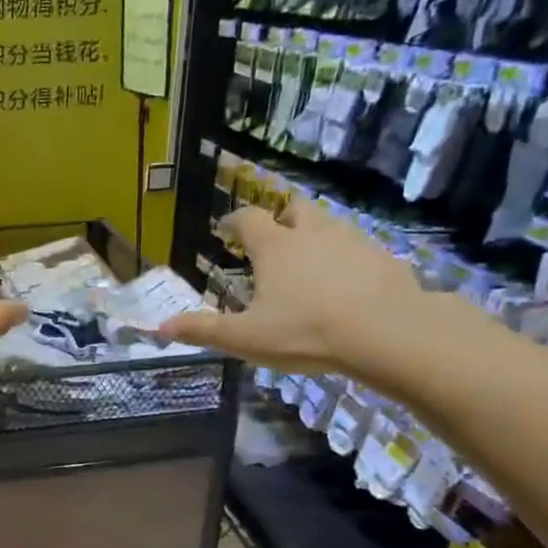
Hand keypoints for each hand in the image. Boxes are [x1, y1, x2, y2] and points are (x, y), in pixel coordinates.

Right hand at [157, 198, 424, 373]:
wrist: (388, 332)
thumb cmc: (306, 331)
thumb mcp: (246, 338)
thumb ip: (203, 330)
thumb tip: (160, 327)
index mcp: (274, 247)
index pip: (247, 219)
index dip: (233, 222)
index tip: (225, 230)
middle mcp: (312, 233)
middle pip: (294, 208)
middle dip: (280, 217)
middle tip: (272, 237)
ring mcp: (352, 241)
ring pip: (329, 225)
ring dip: (315, 236)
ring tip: (308, 262)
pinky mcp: (384, 257)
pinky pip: (359, 248)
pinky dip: (347, 258)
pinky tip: (346, 283)